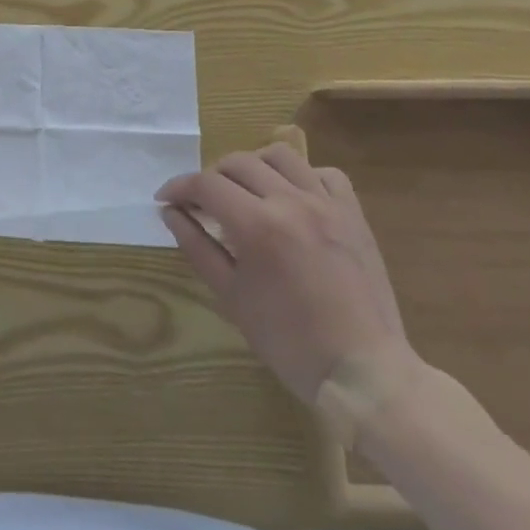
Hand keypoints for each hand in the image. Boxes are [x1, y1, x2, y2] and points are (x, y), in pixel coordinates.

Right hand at [157, 131, 409, 402]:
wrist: (364, 372)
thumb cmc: (289, 341)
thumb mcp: (231, 297)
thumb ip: (197, 247)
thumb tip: (171, 213)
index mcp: (257, 225)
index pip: (205, 185)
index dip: (178, 188)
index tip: (165, 200)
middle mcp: (291, 202)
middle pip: (238, 162)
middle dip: (211, 177)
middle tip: (202, 203)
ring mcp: (327, 204)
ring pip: (280, 156)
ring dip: (254, 166)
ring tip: (246, 191)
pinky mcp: (354, 214)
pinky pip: (326, 174)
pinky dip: (303, 176)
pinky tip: (293, 198)